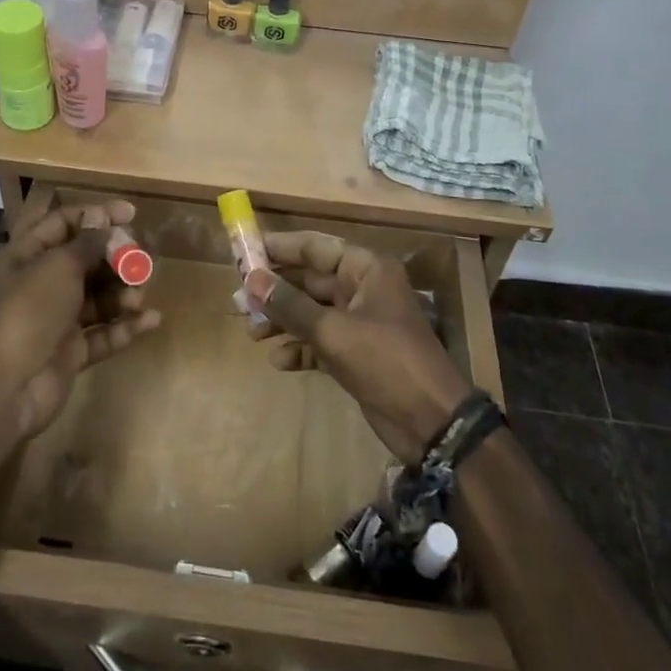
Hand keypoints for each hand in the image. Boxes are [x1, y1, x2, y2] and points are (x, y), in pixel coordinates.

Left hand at [0, 201, 160, 437]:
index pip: (63, 223)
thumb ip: (88, 242)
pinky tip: (151, 320)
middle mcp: (39, 284)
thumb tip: (104, 219)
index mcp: (24, 256)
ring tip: (139, 296)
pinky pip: (103, 332)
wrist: (6, 389)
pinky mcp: (70, 352)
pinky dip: (125, 326)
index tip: (131, 214)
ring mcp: (56, 320)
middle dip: (116, 258)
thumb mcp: (58, 266)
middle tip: (141, 260)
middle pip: (85, 260)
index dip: (97, 215)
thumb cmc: (29, 311)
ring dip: (123, 293)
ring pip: (97, 297)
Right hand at [248, 232, 471, 461]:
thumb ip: (291, 305)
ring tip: (251, 332)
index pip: (316, 247)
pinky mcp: (357, 354)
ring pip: (312, 312)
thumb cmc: (387, 362)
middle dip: (275, 290)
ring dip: (283, 321)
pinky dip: (300, 348)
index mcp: (366, 270)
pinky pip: (320, 341)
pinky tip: (279, 361)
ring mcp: (360, 323)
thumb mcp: (335, 332)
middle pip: (310, 280)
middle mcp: (363, 289)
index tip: (245, 250)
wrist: (432, 423)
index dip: (280, 248)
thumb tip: (251, 279)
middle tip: (238, 300)